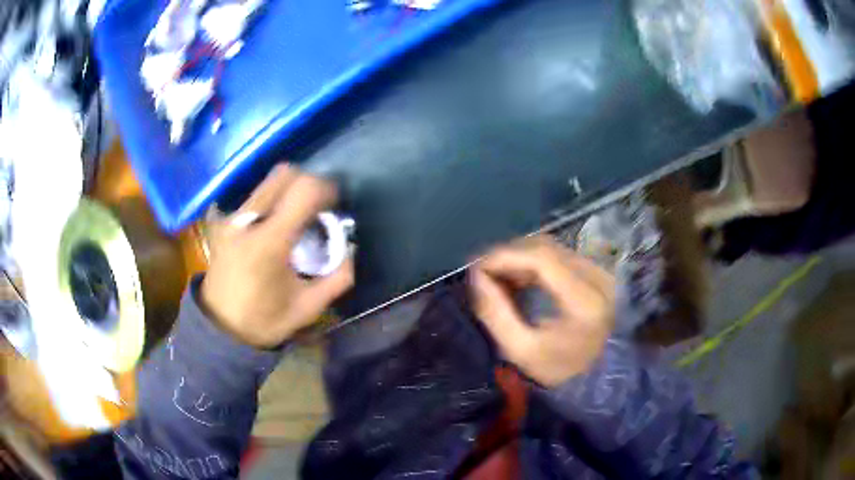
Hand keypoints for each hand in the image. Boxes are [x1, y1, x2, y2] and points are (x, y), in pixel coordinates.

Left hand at [201, 165, 353, 347]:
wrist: (220, 326)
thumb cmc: (263, 320)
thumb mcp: (308, 308)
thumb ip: (337, 278)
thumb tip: (350, 249)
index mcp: (270, 242)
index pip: (304, 190)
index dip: (327, 189)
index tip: (335, 204)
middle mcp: (248, 220)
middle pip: (284, 174)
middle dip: (308, 183)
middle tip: (317, 207)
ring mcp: (233, 218)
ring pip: (268, 183)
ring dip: (289, 191)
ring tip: (296, 217)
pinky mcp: (225, 222)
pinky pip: (255, 197)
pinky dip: (272, 202)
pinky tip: (274, 226)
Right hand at [469, 235, 614, 386]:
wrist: (595, 375)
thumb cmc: (558, 369)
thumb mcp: (520, 350)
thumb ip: (495, 313)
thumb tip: (476, 277)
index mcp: (584, 301)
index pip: (542, 259)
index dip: (505, 256)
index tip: (478, 268)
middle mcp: (598, 277)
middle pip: (546, 248)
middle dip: (508, 255)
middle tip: (483, 272)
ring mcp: (599, 272)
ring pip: (551, 248)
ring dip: (519, 257)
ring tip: (496, 276)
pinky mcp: (596, 272)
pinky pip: (559, 256)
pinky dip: (533, 262)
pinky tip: (517, 277)